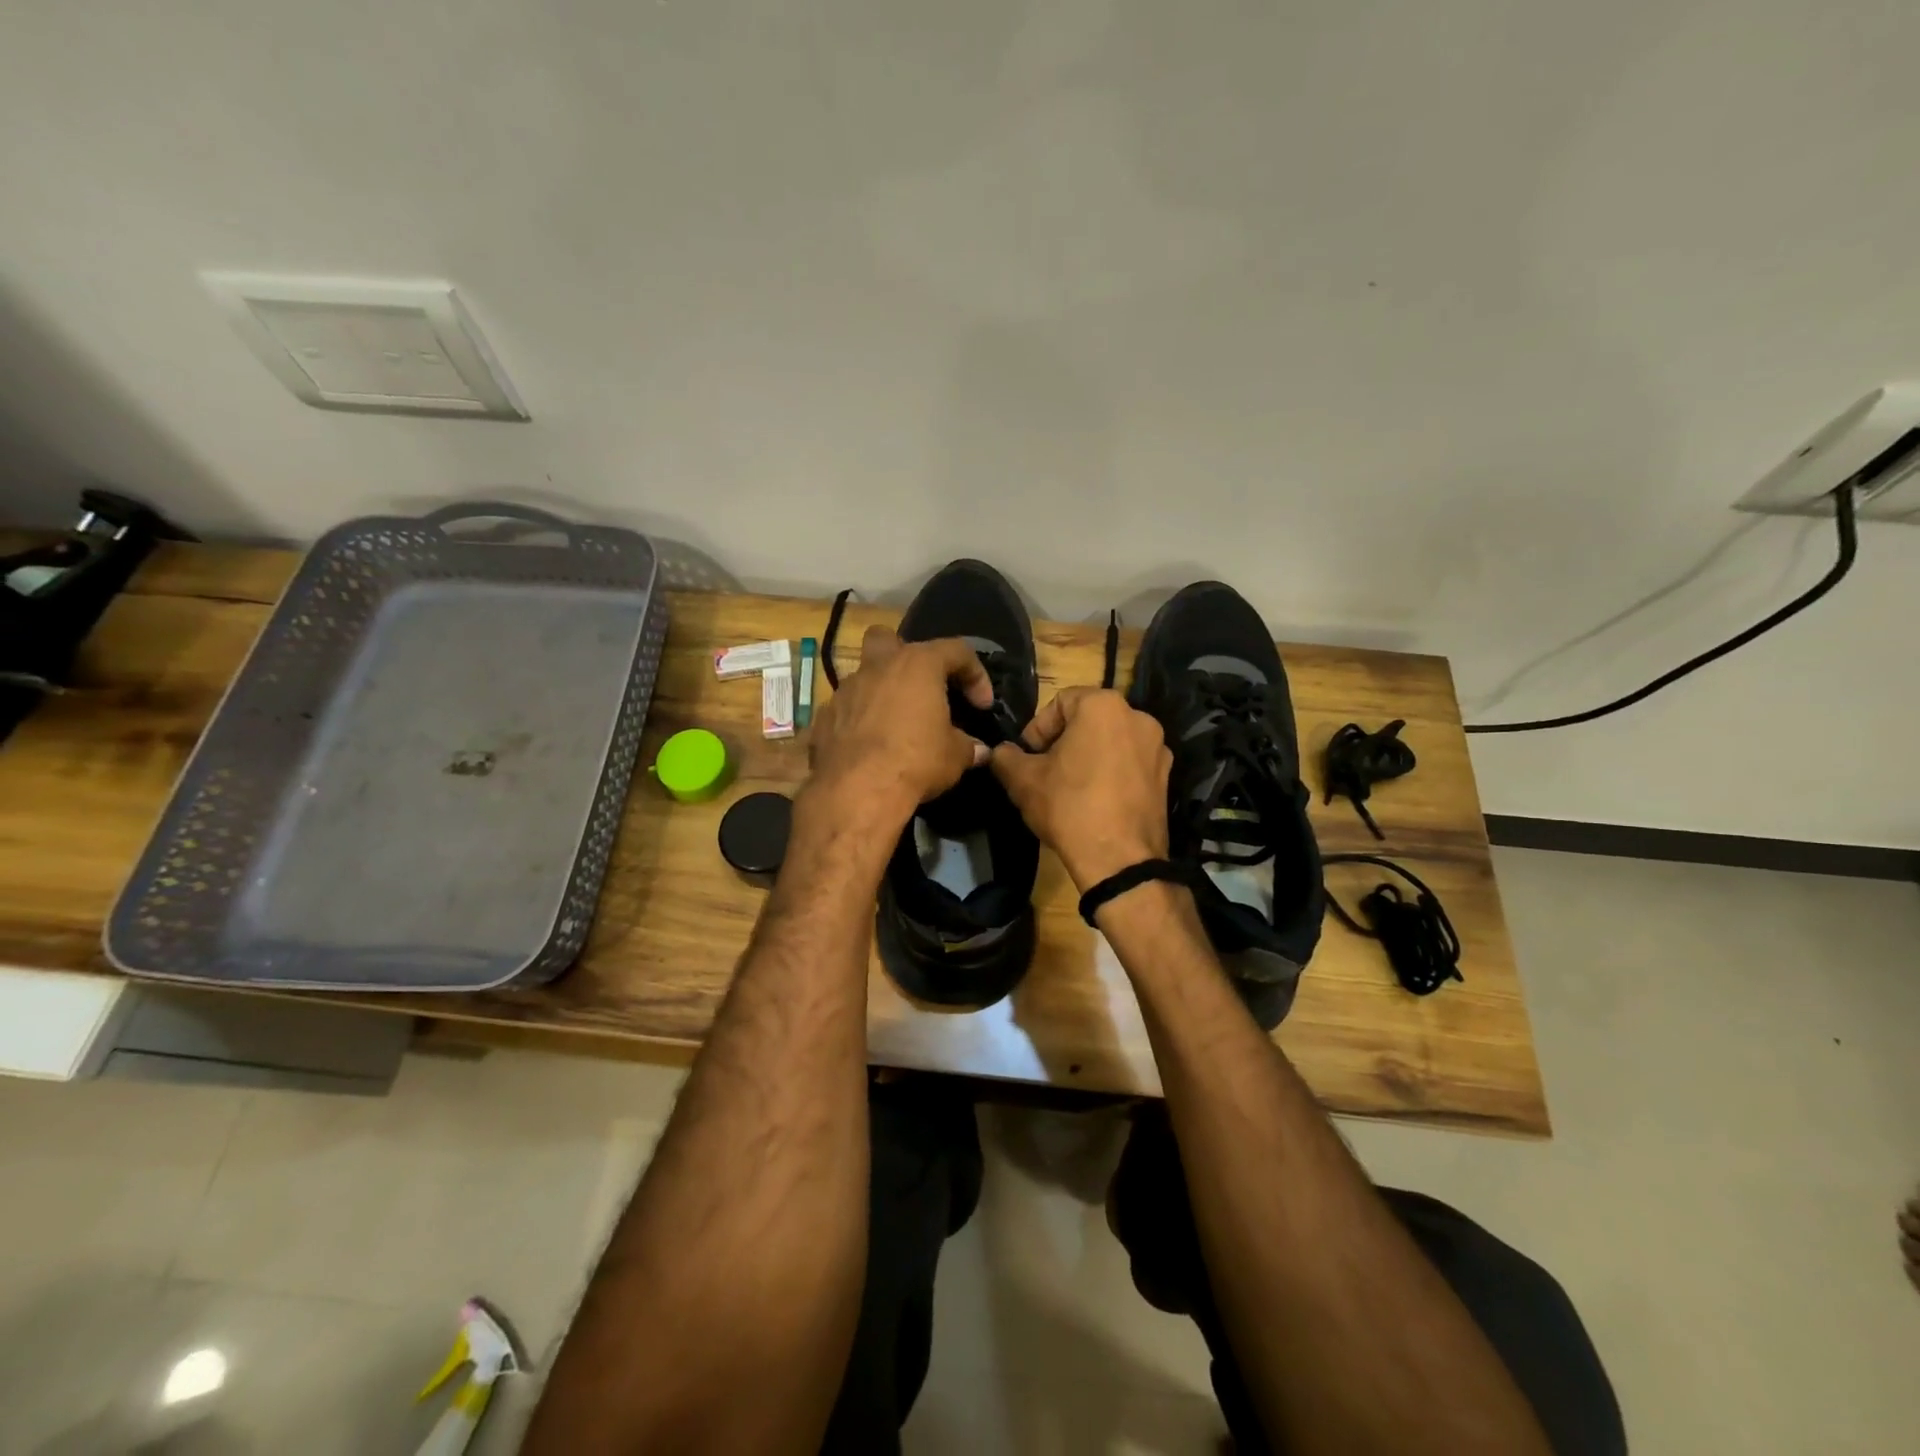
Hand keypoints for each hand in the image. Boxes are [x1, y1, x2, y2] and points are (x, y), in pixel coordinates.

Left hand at [808, 625, 993, 823]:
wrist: (856, 791)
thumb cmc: (916, 761)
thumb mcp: (955, 756)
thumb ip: (968, 746)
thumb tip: (978, 750)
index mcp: (917, 664)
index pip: (956, 651)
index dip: (975, 674)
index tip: (982, 705)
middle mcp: (878, 667)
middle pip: (888, 639)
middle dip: (904, 655)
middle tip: (920, 686)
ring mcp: (846, 690)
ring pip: (864, 676)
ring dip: (881, 693)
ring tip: (896, 725)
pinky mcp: (824, 717)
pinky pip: (847, 709)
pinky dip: (860, 721)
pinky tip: (870, 747)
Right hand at [990, 687, 1172, 890]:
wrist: (1119, 860)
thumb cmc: (1069, 807)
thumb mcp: (1022, 780)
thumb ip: (1005, 757)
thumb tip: (1001, 752)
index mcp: (1103, 705)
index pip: (1060, 702)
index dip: (1038, 729)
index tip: (1028, 758)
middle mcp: (1138, 716)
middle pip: (1088, 720)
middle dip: (1063, 742)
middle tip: (1045, 772)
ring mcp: (1158, 748)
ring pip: (1111, 742)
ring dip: (1088, 757)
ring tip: (1070, 789)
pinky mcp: (1166, 777)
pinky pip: (1130, 764)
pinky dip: (1111, 774)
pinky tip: (1096, 802)